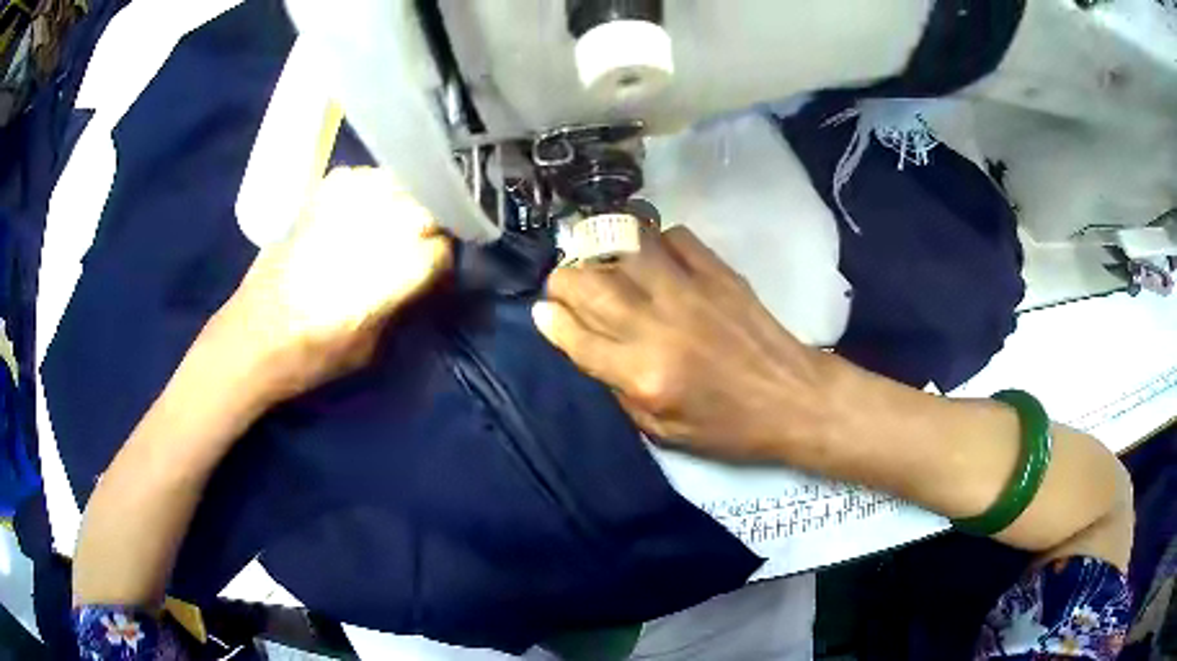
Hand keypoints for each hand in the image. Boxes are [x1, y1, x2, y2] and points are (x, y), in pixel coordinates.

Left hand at [213, 167, 451, 405]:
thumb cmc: (311, 357)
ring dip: (404, 200)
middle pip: (423, 209)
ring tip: (397, 219)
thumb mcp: (370, 348)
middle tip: (420, 243)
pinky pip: (357, 177)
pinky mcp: (315, 201)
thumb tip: (421, 277)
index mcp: (387, 275)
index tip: (437, 271)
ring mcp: (339, 209)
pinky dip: (369, 186)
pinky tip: (364, 205)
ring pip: (395, 185)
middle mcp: (369, 233)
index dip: (443, 260)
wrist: (252, 340)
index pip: (439, 250)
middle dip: (430, 225)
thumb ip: (400, 304)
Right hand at [533, 226, 833, 462]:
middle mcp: (659, 326)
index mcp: (643, 375)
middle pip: (590, 284)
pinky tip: (656, 257)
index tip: (542, 312)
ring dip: (602, 250)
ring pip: (626, 247)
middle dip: (563, 279)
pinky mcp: (719, 272)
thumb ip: (619, 390)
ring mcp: (690, 292)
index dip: (551, 320)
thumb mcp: (664, 431)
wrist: (793, 399)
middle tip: (565, 284)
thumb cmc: (729, 427)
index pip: (576, 337)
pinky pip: (674, 236)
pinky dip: (655, 241)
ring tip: (600, 260)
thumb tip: (589, 348)